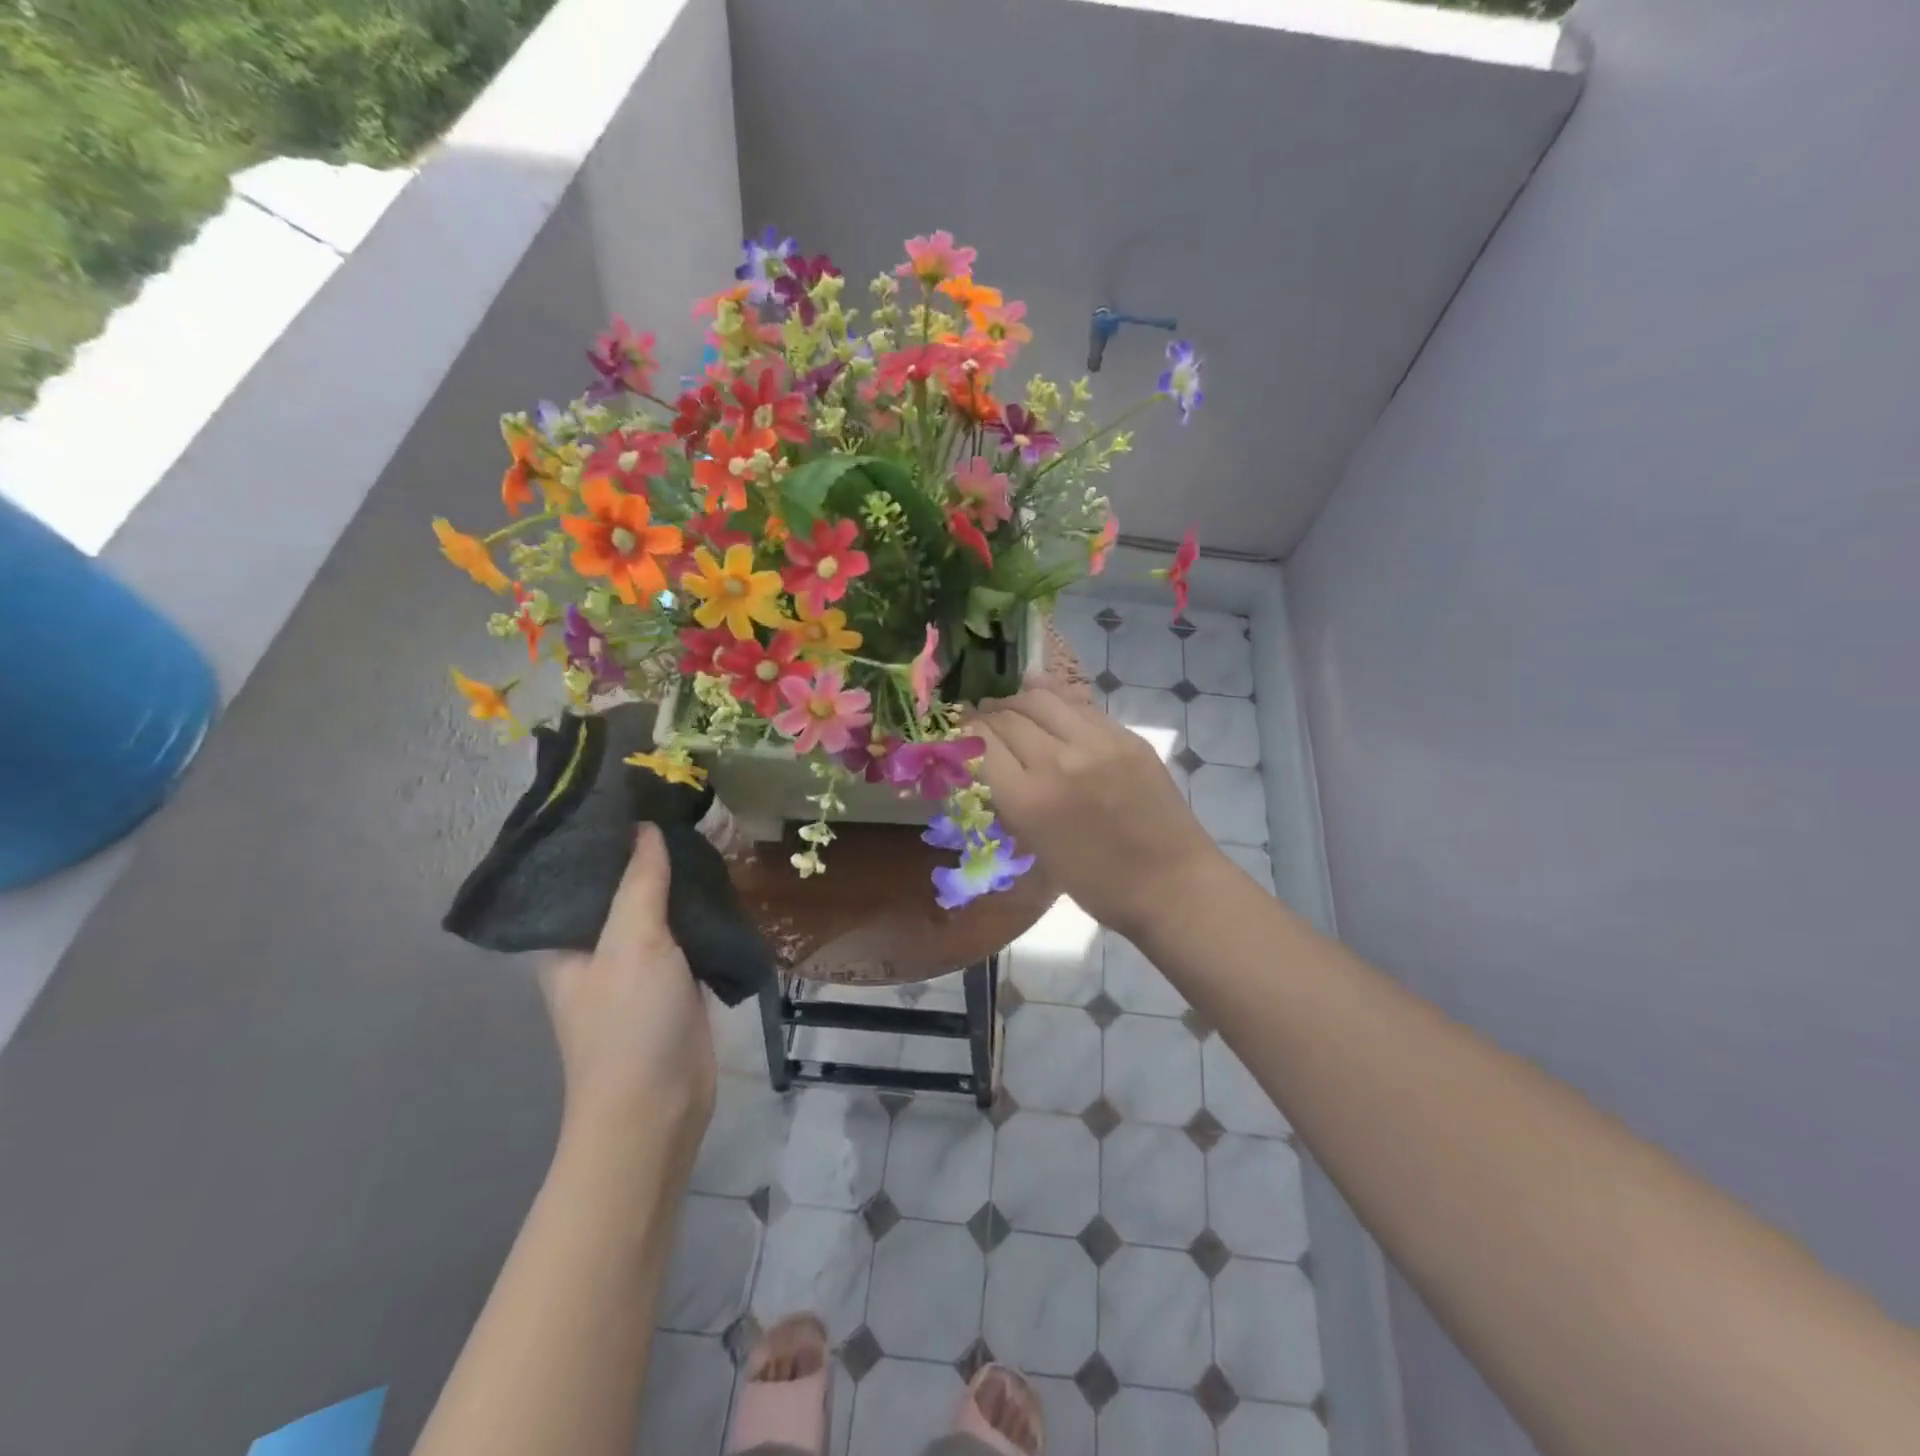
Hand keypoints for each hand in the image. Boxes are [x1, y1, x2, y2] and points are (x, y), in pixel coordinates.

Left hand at [538, 825, 715, 1163]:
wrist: (657, 1107)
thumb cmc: (629, 1024)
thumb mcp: (631, 944)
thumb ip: (639, 883)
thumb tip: (644, 828)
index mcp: (566, 937)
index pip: (580, 870)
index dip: (603, 833)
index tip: (633, 792)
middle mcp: (596, 944)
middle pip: (622, 884)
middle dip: (649, 848)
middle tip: (681, 803)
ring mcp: (637, 962)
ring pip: (659, 905)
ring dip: (680, 876)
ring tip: (707, 828)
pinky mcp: (674, 977)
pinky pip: (686, 929)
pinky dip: (701, 905)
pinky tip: (723, 876)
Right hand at [971, 677, 1224, 939]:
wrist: (1171, 884)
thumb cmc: (1098, 884)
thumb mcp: (1037, 847)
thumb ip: (1010, 800)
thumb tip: (989, 764)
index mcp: (1028, 799)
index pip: (982, 744)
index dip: (965, 733)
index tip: (959, 731)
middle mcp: (1057, 761)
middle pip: (1009, 717)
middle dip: (987, 714)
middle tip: (980, 717)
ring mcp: (1096, 743)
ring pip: (1042, 699)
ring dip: (1017, 699)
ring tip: (1009, 704)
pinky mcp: (1126, 736)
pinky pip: (1079, 705)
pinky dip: (1054, 697)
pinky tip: (1042, 694)